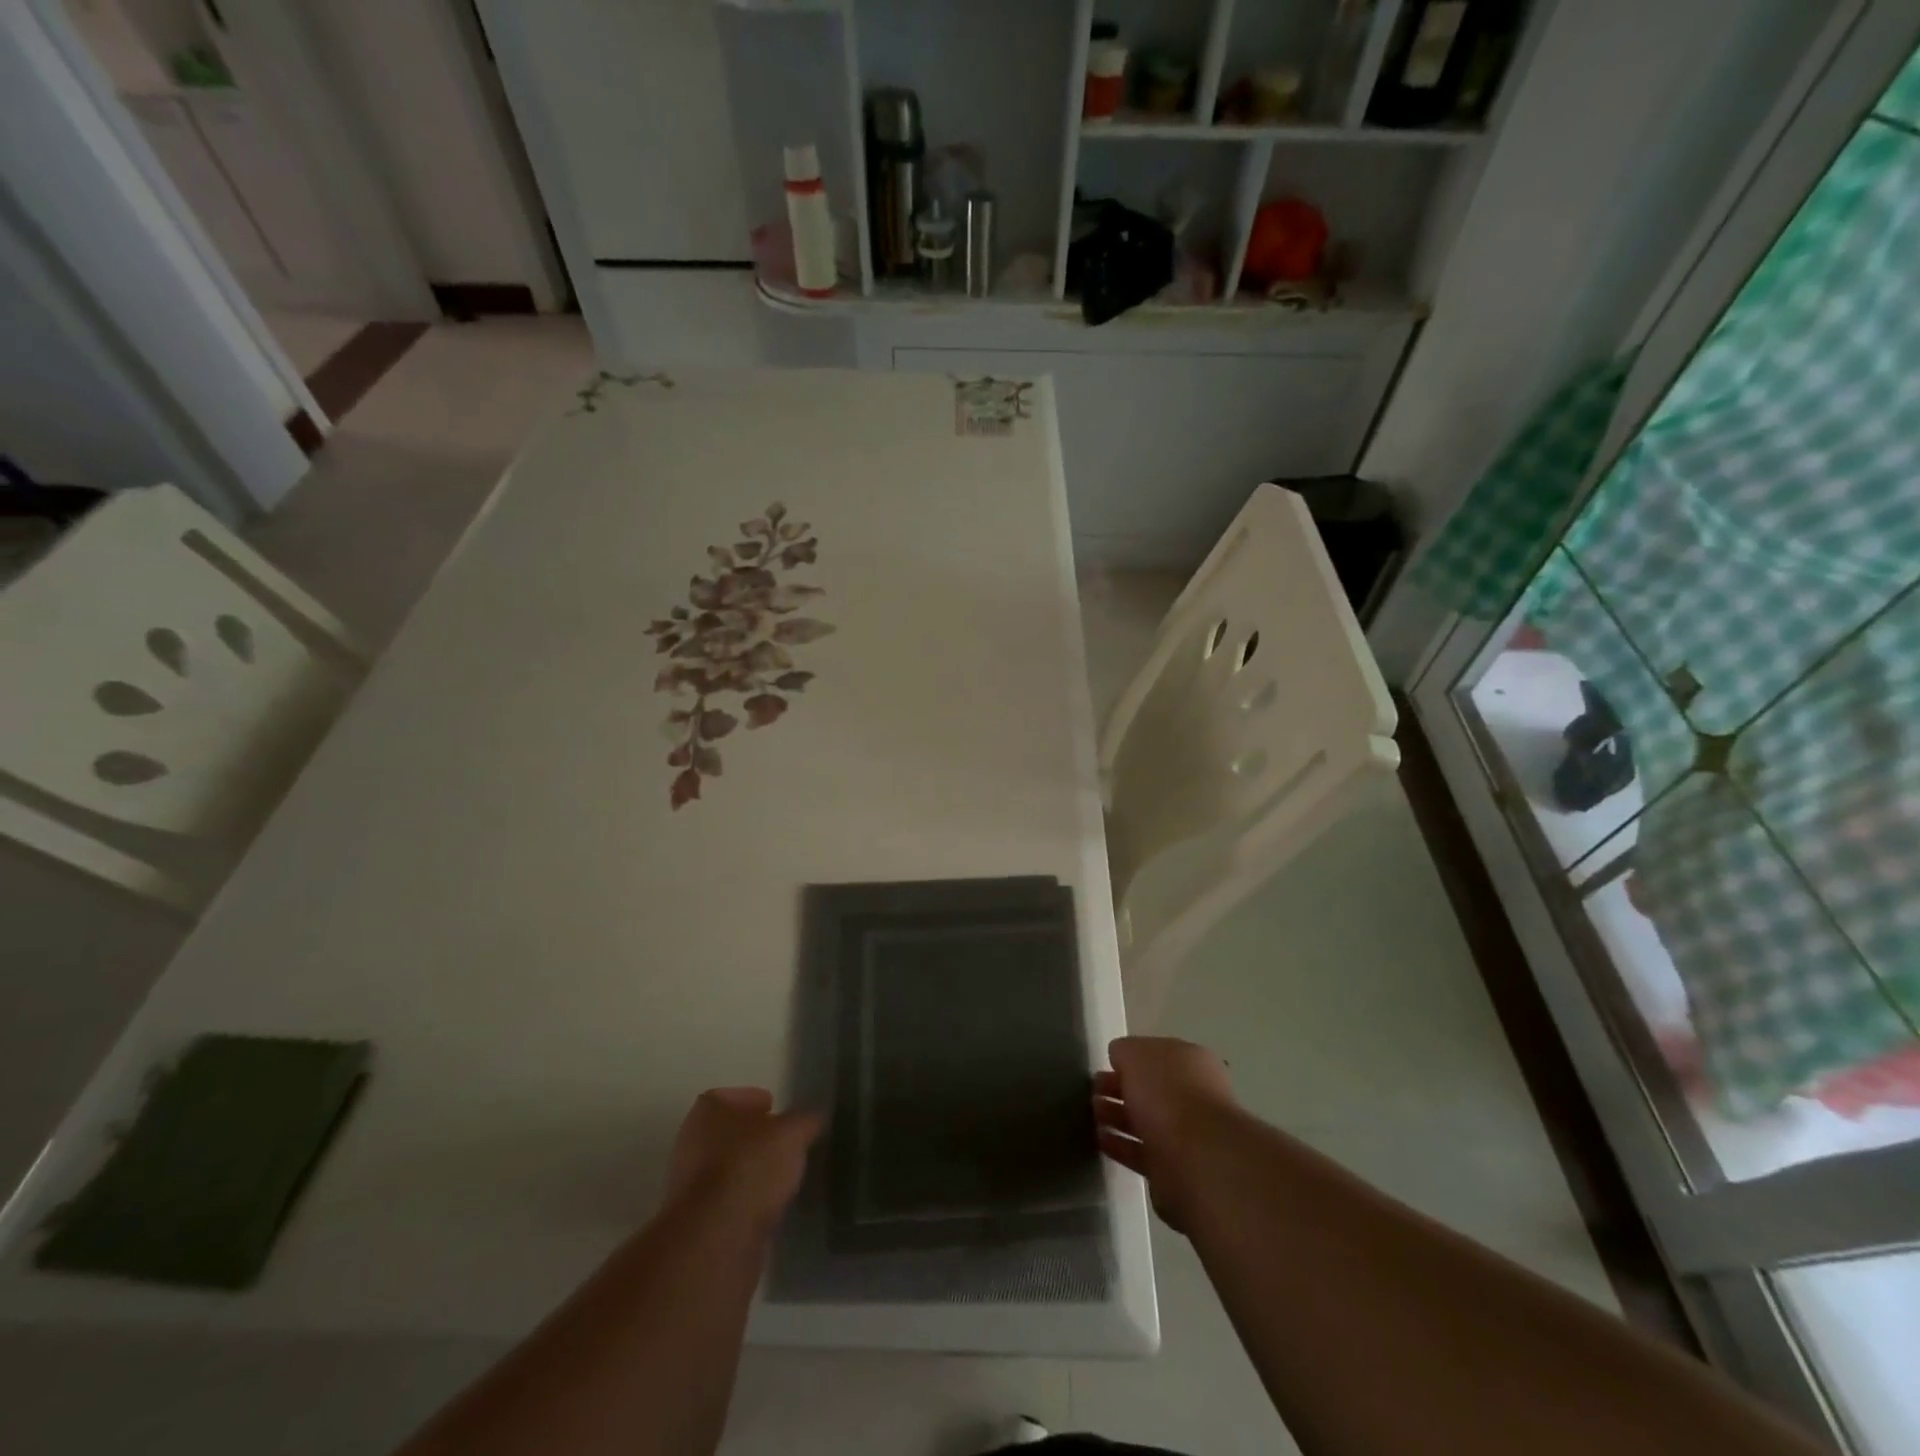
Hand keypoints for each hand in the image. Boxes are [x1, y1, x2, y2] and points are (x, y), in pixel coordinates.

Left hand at [664, 1088, 822, 1234]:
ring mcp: (690, 1185)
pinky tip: (769, 1204)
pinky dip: (747, 1199)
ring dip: (751, 1170)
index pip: (731, 1096)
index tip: (775, 1108)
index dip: (753, 1100)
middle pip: (727, 1133)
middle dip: (753, 1137)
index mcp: (708, 1111)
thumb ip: (804, 1121)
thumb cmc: (750, 1166)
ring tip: (782, 1174)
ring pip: (727, 1168)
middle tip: (782, 1140)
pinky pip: (728, 1201)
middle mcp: (692, 1143)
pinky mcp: (698, 1222)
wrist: (716, 1237)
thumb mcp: (792, 1133)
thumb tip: (813, 1118)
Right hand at [1093, 1037, 1237, 1232]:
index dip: (1129, 1059)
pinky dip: (1120, 1145)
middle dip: (1120, 1088)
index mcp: (1191, 1062)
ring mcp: (1185, 1135)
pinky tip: (1099, 1140)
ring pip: (1144, 1120)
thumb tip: (1120, 1058)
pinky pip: (1140, 1151)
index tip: (1104, 1065)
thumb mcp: (1136, 1054)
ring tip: (1091, 1114)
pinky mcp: (1173, 1169)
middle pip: (1150, 1088)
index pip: (1156, 1055)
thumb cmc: (1167, 1093)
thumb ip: (1124, 1051)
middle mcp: (1192, 1096)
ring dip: (1117, 1116)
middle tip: (1092, 1091)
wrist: (1197, 1159)